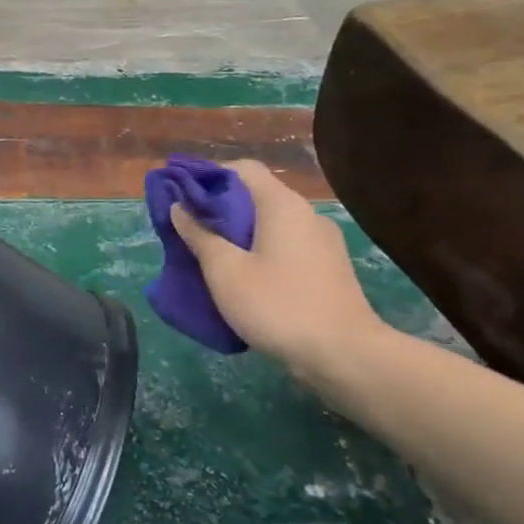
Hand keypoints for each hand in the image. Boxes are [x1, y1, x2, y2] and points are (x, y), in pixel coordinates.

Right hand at [168, 160, 387, 381]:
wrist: (344, 355)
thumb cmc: (278, 306)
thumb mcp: (225, 272)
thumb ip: (200, 236)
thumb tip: (180, 207)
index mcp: (282, 205)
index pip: (242, 168)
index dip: (208, 176)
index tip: (181, 196)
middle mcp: (306, 214)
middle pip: (256, 195)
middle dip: (219, 207)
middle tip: (188, 229)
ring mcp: (322, 241)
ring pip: (271, 223)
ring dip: (239, 232)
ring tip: (210, 255)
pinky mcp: (328, 267)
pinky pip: (286, 245)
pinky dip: (260, 250)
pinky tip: (244, 277)